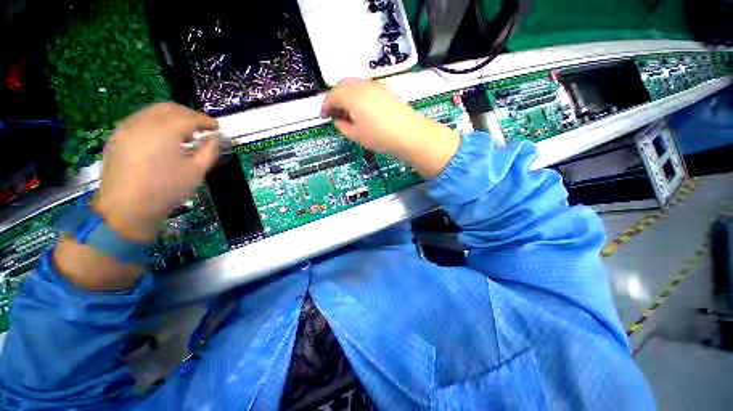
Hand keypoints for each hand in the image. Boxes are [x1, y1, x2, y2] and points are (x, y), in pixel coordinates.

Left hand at [92, 103, 218, 241]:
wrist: (127, 209)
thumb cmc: (166, 190)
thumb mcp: (196, 171)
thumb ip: (209, 151)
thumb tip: (213, 138)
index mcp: (163, 131)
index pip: (189, 117)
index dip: (205, 120)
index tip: (216, 127)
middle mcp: (142, 123)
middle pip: (169, 108)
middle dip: (189, 115)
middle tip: (202, 127)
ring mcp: (126, 128)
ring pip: (153, 111)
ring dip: (172, 117)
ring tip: (184, 134)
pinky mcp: (117, 136)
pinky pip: (140, 120)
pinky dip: (157, 123)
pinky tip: (164, 139)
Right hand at [321, 78, 459, 178]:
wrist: (410, 135)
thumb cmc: (379, 137)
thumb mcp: (356, 135)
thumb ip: (343, 126)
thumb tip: (338, 121)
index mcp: (352, 96)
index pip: (332, 95)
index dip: (325, 106)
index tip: (324, 116)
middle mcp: (362, 85)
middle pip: (343, 85)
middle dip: (336, 98)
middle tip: (336, 113)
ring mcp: (376, 86)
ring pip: (355, 85)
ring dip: (348, 95)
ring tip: (349, 113)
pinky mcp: (387, 90)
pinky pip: (367, 88)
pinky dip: (359, 95)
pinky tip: (363, 109)